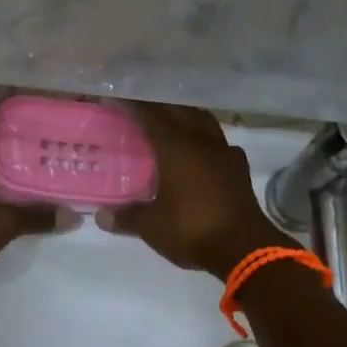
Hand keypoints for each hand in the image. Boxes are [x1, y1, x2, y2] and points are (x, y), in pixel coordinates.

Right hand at [99, 102, 293, 277]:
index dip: (133, 104)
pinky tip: (199, 152)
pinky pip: (219, 142)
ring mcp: (224, 152)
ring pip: (202, 121)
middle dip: (158, 106)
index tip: (116, 98)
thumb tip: (101, 216)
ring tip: (170, 124)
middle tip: (139, 110)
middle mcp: (201, 141)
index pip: (151, 114)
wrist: (245, 248)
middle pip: (179, 110)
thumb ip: (127, 217)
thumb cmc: (192, 230)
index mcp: (176, 147)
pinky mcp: (239, 168)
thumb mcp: (152, 227)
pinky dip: (204, 140)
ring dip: (185, 117)